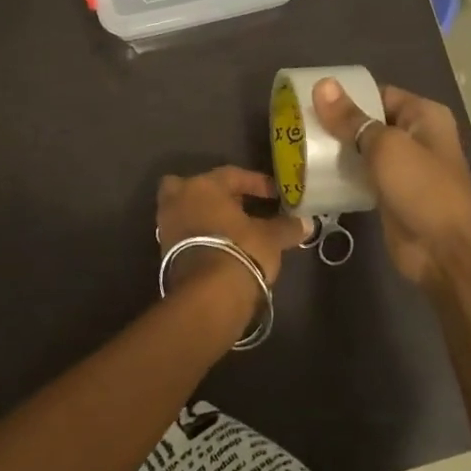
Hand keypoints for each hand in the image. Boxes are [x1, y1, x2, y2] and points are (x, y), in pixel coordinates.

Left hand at [156, 167, 310, 284]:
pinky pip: (184, 233)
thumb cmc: (240, 251)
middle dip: (214, 194)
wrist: (208, 295)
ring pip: (186, 210)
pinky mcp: (163, 251)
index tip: (275, 194)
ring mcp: (166, 225)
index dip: (256, 183)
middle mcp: (178, 199)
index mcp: (202, 186)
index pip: (232, 175)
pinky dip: (198, 235)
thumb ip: (286, 227)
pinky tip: (219, 246)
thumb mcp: (270, 238)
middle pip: (195, 187)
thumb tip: (306, 223)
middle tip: (238, 205)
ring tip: (231, 229)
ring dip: (205, 216)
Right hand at [311, 79, 470, 287]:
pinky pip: (361, 176)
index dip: (346, 94)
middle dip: (336, 122)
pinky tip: (312, 172)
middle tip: (296, 122)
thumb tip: (322, 84)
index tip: (309, 97)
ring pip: (363, 150)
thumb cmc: (422, 189)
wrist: (445, 252)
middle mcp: (415, 137)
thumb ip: (351, 119)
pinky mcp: (390, 194)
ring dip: (336, 149)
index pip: (379, 93)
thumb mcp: (385, 147)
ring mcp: (403, 168)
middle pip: (369, 121)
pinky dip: (342, 174)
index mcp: (423, 116)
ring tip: (297, 143)